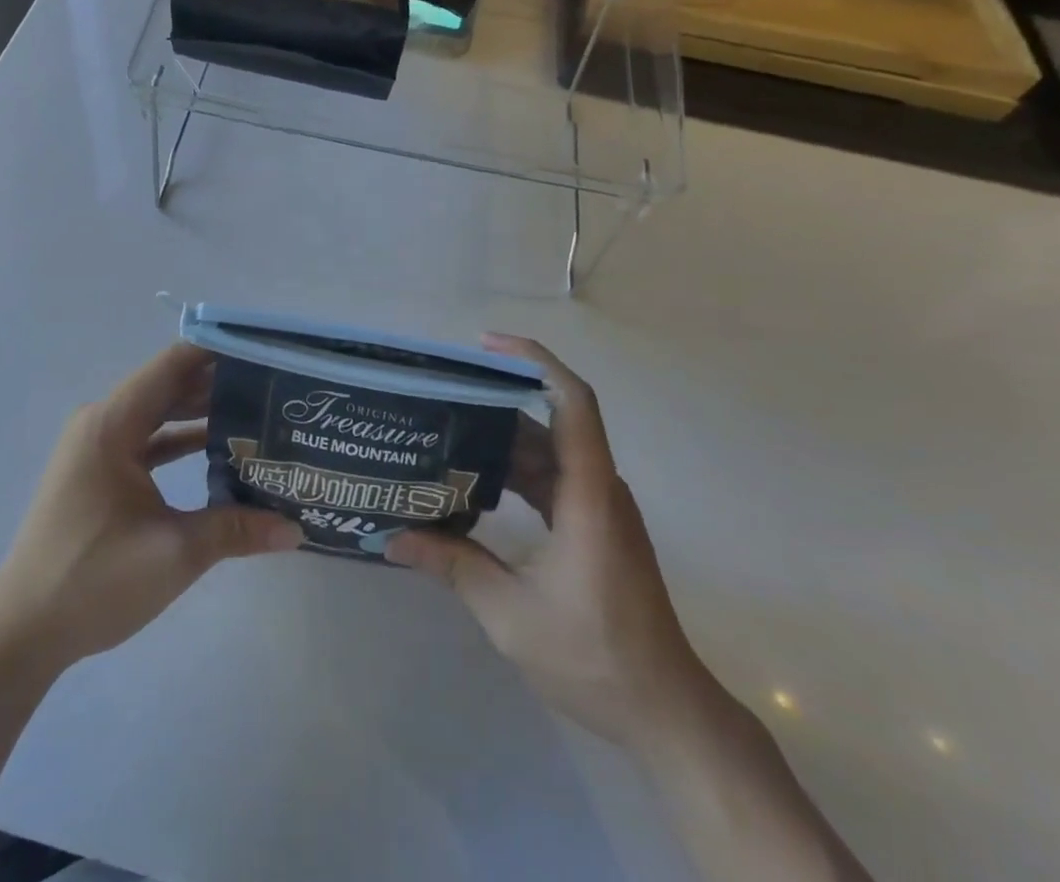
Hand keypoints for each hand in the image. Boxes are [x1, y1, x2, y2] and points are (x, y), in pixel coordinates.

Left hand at [0, 343, 302, 676]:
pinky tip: (219, 450)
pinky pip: (146, 440)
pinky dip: (179, 441)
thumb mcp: (174, 553)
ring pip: (158, 414)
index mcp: (113, 423)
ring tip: (256, 410)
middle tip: (272, 382)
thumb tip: (296, 528)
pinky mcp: (97, 472)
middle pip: (168, 386)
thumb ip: (236, 530)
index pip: (173, 365)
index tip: (262, 347)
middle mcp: (102, 422)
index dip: (216, 351)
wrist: (21, 632)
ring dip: (200, 412)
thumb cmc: (93, 580)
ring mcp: (96, 447)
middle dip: (218, 382)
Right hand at [388, 335, 701, 746]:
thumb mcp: (511, 615)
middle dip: (496, 402)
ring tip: (445, 433)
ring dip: (501, 441)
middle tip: (442, 395)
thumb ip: (453, 567)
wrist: (667, 713)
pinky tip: (476, 483)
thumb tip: (393, 538)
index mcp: (587, 495)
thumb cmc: (595, 659)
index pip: (572, 402)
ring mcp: (600, 509)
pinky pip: (552, 480)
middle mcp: (598, 489)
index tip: (486, 345)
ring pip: (548, 452)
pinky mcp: (596, 528)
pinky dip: (515, 473)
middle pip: (549, 423)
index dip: (535, 360)